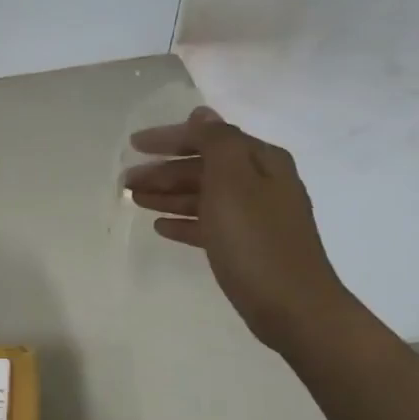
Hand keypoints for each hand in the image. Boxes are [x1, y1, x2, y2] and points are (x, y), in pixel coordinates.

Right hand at [124, 105, 351, 350]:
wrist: (292, 306)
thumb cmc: (256, 240)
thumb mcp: (233, 181)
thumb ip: (216, 142)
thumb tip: (202, 114)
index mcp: (261, 161)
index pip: (209, 137)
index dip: (170, 138)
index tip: (133, 144)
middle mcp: (261, 183)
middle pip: (204, 167)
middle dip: (164, 170)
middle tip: (126, 181)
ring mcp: (254, 217)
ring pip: (202, 196)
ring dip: (168, 194)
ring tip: (135, 200)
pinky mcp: (246, 246)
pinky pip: (208, 224)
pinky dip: (184, 221)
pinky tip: (160, 226)